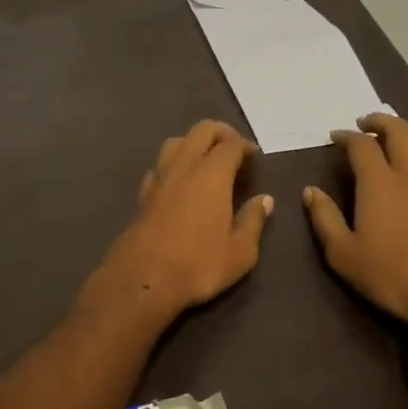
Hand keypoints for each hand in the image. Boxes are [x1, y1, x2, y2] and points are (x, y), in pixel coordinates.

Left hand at [82, 120, 272, 328]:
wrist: (143, 278)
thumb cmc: (198, 265)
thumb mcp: (240, 252)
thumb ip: (253, 221)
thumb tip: (265, 200)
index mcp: (212, 174)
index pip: (230, 144)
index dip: (245, 145)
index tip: (254, 156)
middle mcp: (184, 166)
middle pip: (201, 130)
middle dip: (220, 132)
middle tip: (234, 149)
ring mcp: (160, 177)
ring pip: (176, 141)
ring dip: (194, 142)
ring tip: (207, 160)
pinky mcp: (143, 192)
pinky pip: (160, 163)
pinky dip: (174, 162)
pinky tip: (180, 180)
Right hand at [303, 113, 407, 327]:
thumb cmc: (390, 274)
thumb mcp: (343, 254)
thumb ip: (324, 218)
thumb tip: (311, 191)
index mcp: (379, 183)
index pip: (362, 144)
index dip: (346, 135)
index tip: (334, 137)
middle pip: (400, 131)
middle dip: (380, 121)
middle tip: (364, 124)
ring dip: (404, 134)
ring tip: (390, 140)